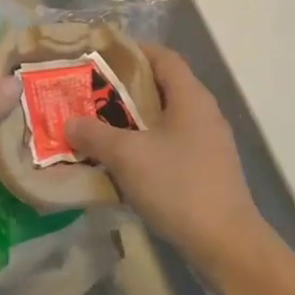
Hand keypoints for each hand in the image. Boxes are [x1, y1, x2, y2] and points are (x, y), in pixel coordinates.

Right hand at [64, 46, 268, 283]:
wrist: (226, 243)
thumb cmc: (178, 186)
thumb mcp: (128, 156)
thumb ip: (94, 134)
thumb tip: (69, 121)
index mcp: (191, 97)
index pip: (163, 57)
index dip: (132, 51)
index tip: (98, 55)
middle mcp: (203, 113)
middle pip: (161, 87)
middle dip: (123, 88)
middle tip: (87, 93)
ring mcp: (207, 143)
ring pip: (163, 119)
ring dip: (131, 120)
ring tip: (95, 126)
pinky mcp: (205, 170)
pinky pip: (169, 145)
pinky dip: (143, 146)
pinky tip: (119, 162)